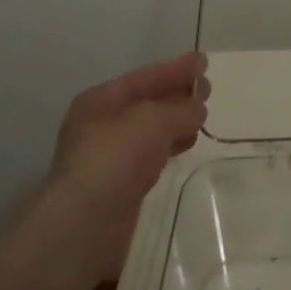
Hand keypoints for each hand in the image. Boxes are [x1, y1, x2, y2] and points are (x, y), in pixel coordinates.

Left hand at [30, 53, 207, 276]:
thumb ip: (181, 109)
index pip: (145, 77)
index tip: (204, 61)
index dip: (176, 68)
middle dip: (177, 94)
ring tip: (202, 118)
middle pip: (147, 102)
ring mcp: (108, 158)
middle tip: (207, 89)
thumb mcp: (155, 120)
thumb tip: (198, 109)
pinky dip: (169, 147)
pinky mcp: (118, 187)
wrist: (83, 228)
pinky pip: (149, 156)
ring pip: (150, 131)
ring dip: (176, 122)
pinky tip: (185, 146)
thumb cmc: (115, 158)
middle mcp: (101, 125)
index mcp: (101, 100)